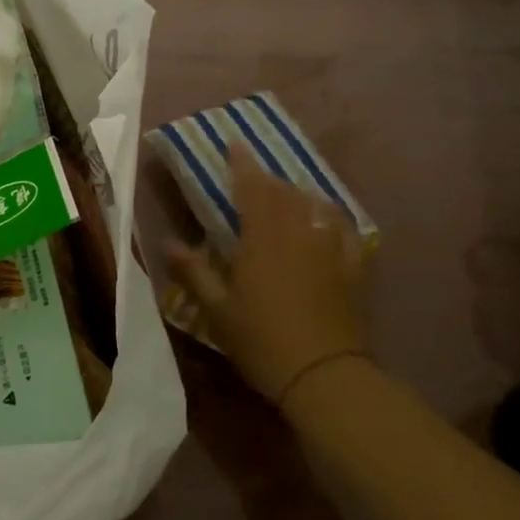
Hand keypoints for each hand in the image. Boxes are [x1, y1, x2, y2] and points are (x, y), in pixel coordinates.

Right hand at [167, 143, 367, 409]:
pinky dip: (333, 218)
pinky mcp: (352, 268)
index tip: (234, 144)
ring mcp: (329, 249)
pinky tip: (328, 219)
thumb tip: (167, 243)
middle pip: (283, 193)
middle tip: (253, 176)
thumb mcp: (217, 310)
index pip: (252, 189)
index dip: (242, 165)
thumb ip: (194, 272)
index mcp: (261, 239)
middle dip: (266, 179)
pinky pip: (345, 231)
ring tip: (286, 194)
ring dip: (297, 194)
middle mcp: (298, 233)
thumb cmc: (261, 340)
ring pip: (314, 207)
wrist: (322, 374)